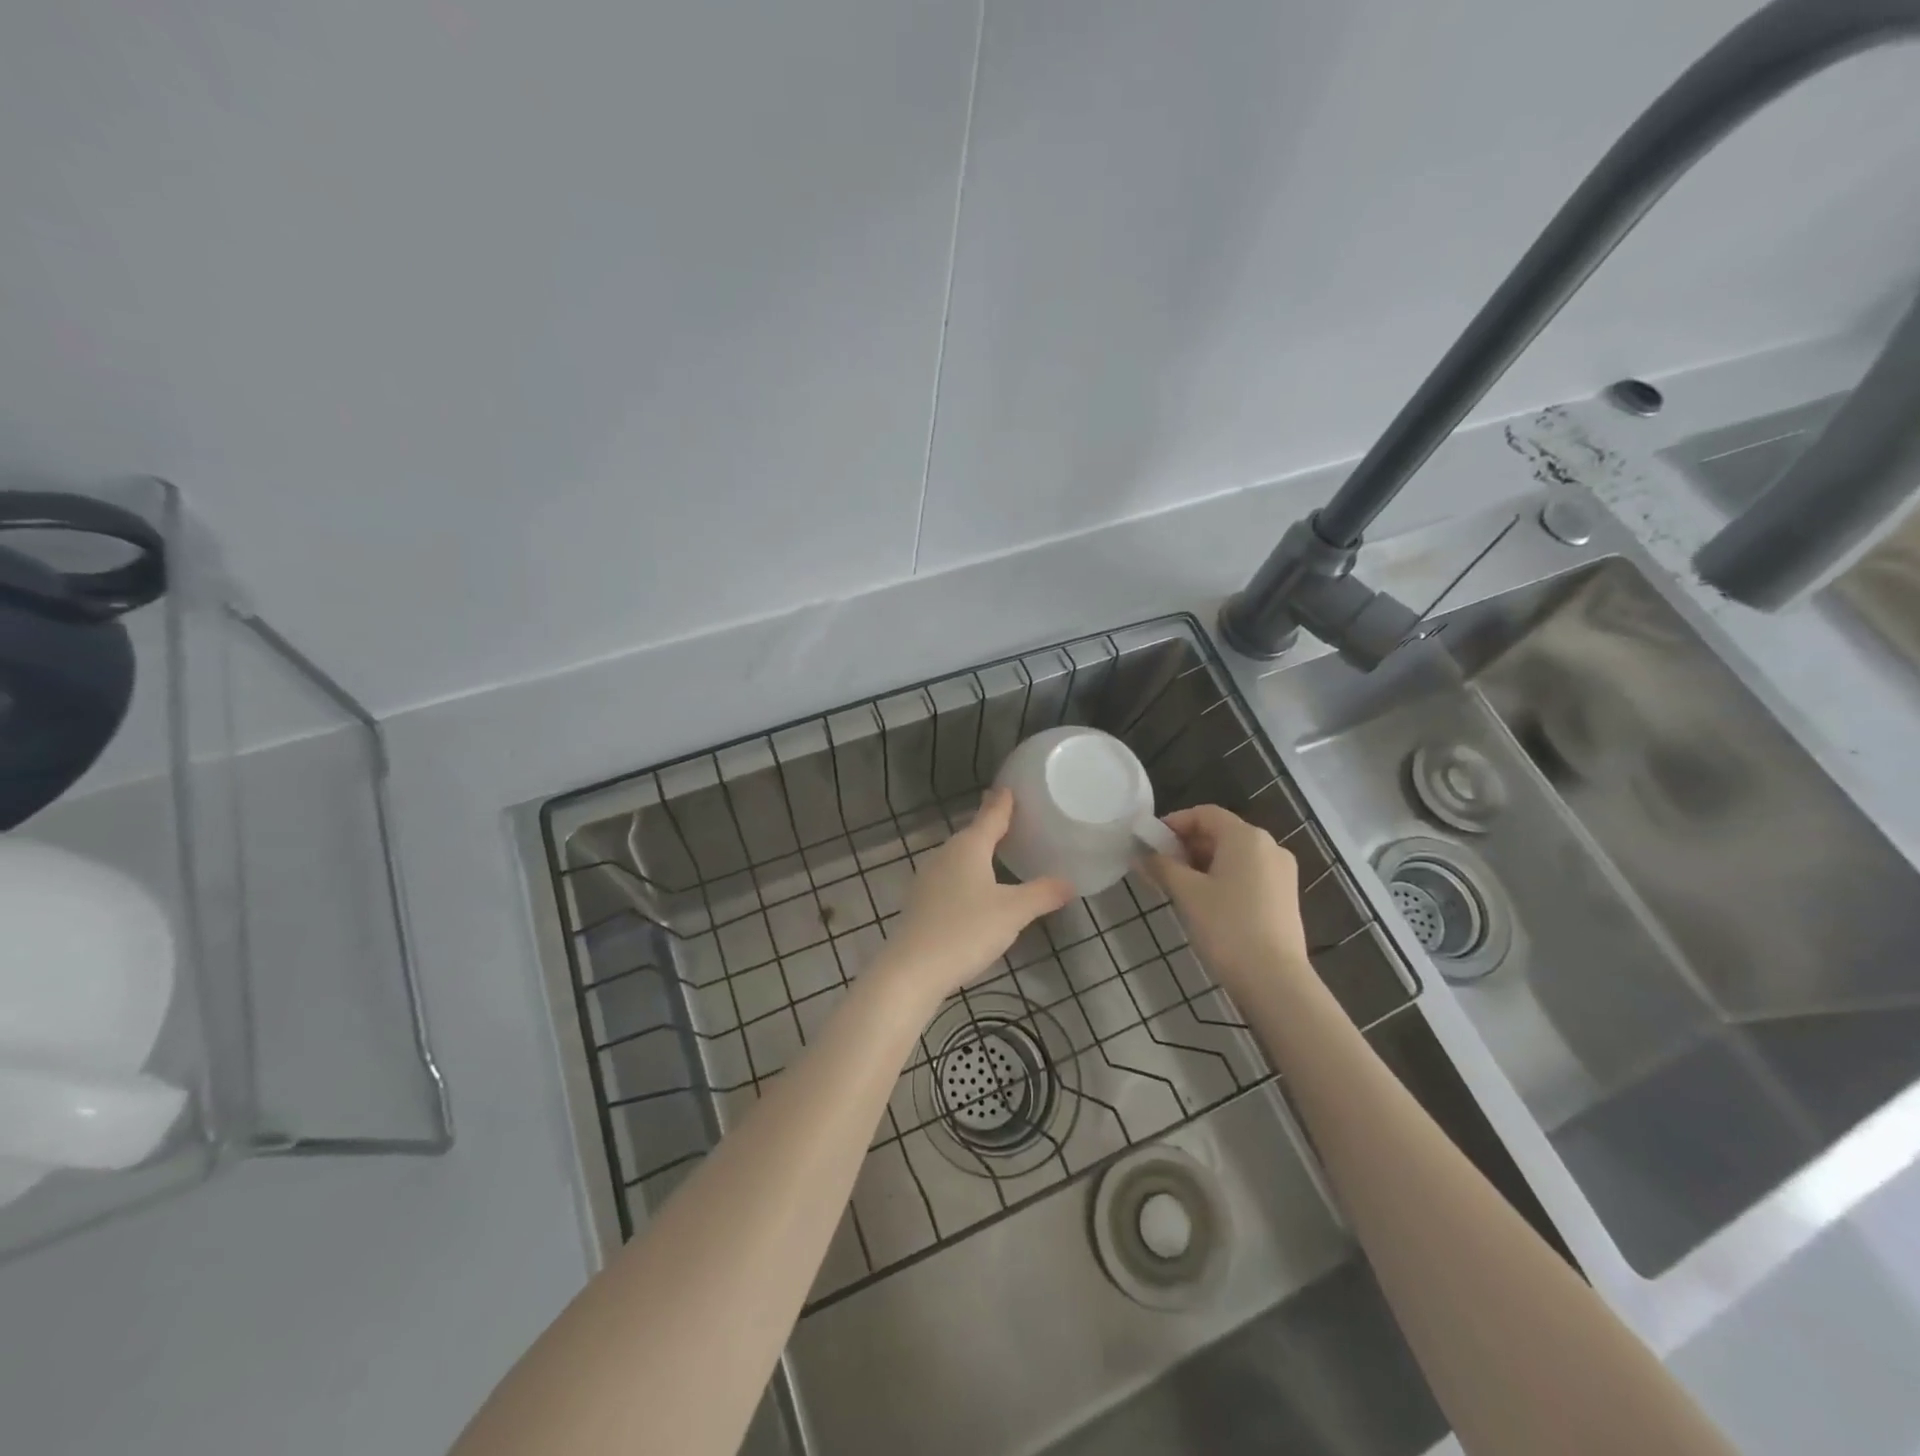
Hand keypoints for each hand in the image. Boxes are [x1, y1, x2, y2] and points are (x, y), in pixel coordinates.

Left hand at [873, 788, 1073, 1005]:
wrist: (912, 969)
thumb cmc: (966, 931)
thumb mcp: (1013, 912)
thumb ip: (1042, 894)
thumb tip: (1069, 882)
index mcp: (969, 847)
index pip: (990, 816)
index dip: (1002, 802)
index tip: (1008, 787)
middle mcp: (945, 854)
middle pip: (972, 834)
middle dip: (990, 826)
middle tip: (1011, 819)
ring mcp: (928, 878)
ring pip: (958, 856)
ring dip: (977, 852)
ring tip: (996, 851)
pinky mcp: (920, 901)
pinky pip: (949, 877)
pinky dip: (965, 875)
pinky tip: (973, 890)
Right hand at [1146, 804, 1309, 995]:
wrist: (1274, 980)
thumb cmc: (1227, 927)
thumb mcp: (1187, 893)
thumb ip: (1161, 867)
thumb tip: (1141, 854)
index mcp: (1246, 837)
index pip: (1205, 814)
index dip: (1174, 823)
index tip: (1150, 842)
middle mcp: (1269, 846)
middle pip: (1221, 832)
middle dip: (1187, 845)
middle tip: (1159, 866)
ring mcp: (1282, 872)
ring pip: (1234, 855)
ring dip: (1203, 863)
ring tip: (1177, 885)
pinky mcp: (1285, 896)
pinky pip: (1248, 873)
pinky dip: (1223, 877)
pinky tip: (1205, 901)